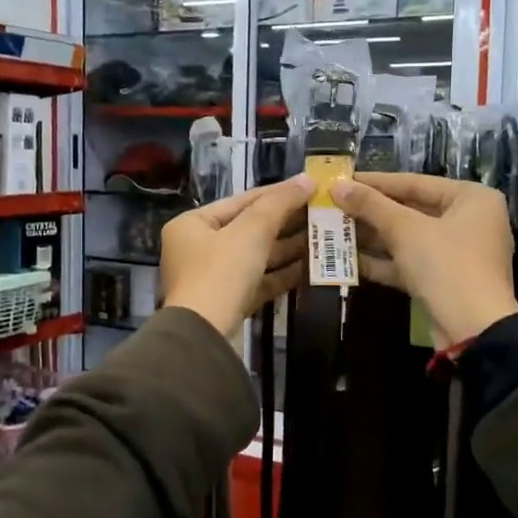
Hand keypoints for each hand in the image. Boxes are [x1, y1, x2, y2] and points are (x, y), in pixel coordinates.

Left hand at [161, 177, 312, 337]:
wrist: (205, 337)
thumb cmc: (221, 273)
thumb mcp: (251, 231)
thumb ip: (279, 203)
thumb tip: (307, 180)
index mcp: (192, 225)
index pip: (241, 201)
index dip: (277, 193)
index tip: (309, 188)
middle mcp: (198, 249)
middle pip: (249, 229)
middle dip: (286, 222)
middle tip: (323, 213)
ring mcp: (213, 279)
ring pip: (256, 257)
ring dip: (288, 247)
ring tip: (324, 237)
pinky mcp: (229, 303)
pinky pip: (259, 281)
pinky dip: (282, 274)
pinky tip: (311, 267)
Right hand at [329, 173, 517, 347]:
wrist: (473, 330)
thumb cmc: (446, 265)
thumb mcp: (405, 230)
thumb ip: (371, 205)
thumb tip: (337, 186)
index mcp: (472, 198)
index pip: (415, 183)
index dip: (375, 182)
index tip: (342, 180)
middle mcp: (469, 221)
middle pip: (411, 210)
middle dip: (371, 212)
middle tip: (333, 206)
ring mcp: (457, 254)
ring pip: (408, 238)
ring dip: (372, 236)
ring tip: (333, 229)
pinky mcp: (444, 281)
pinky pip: (409, 263)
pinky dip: (382, 261)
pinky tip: (347, 259)